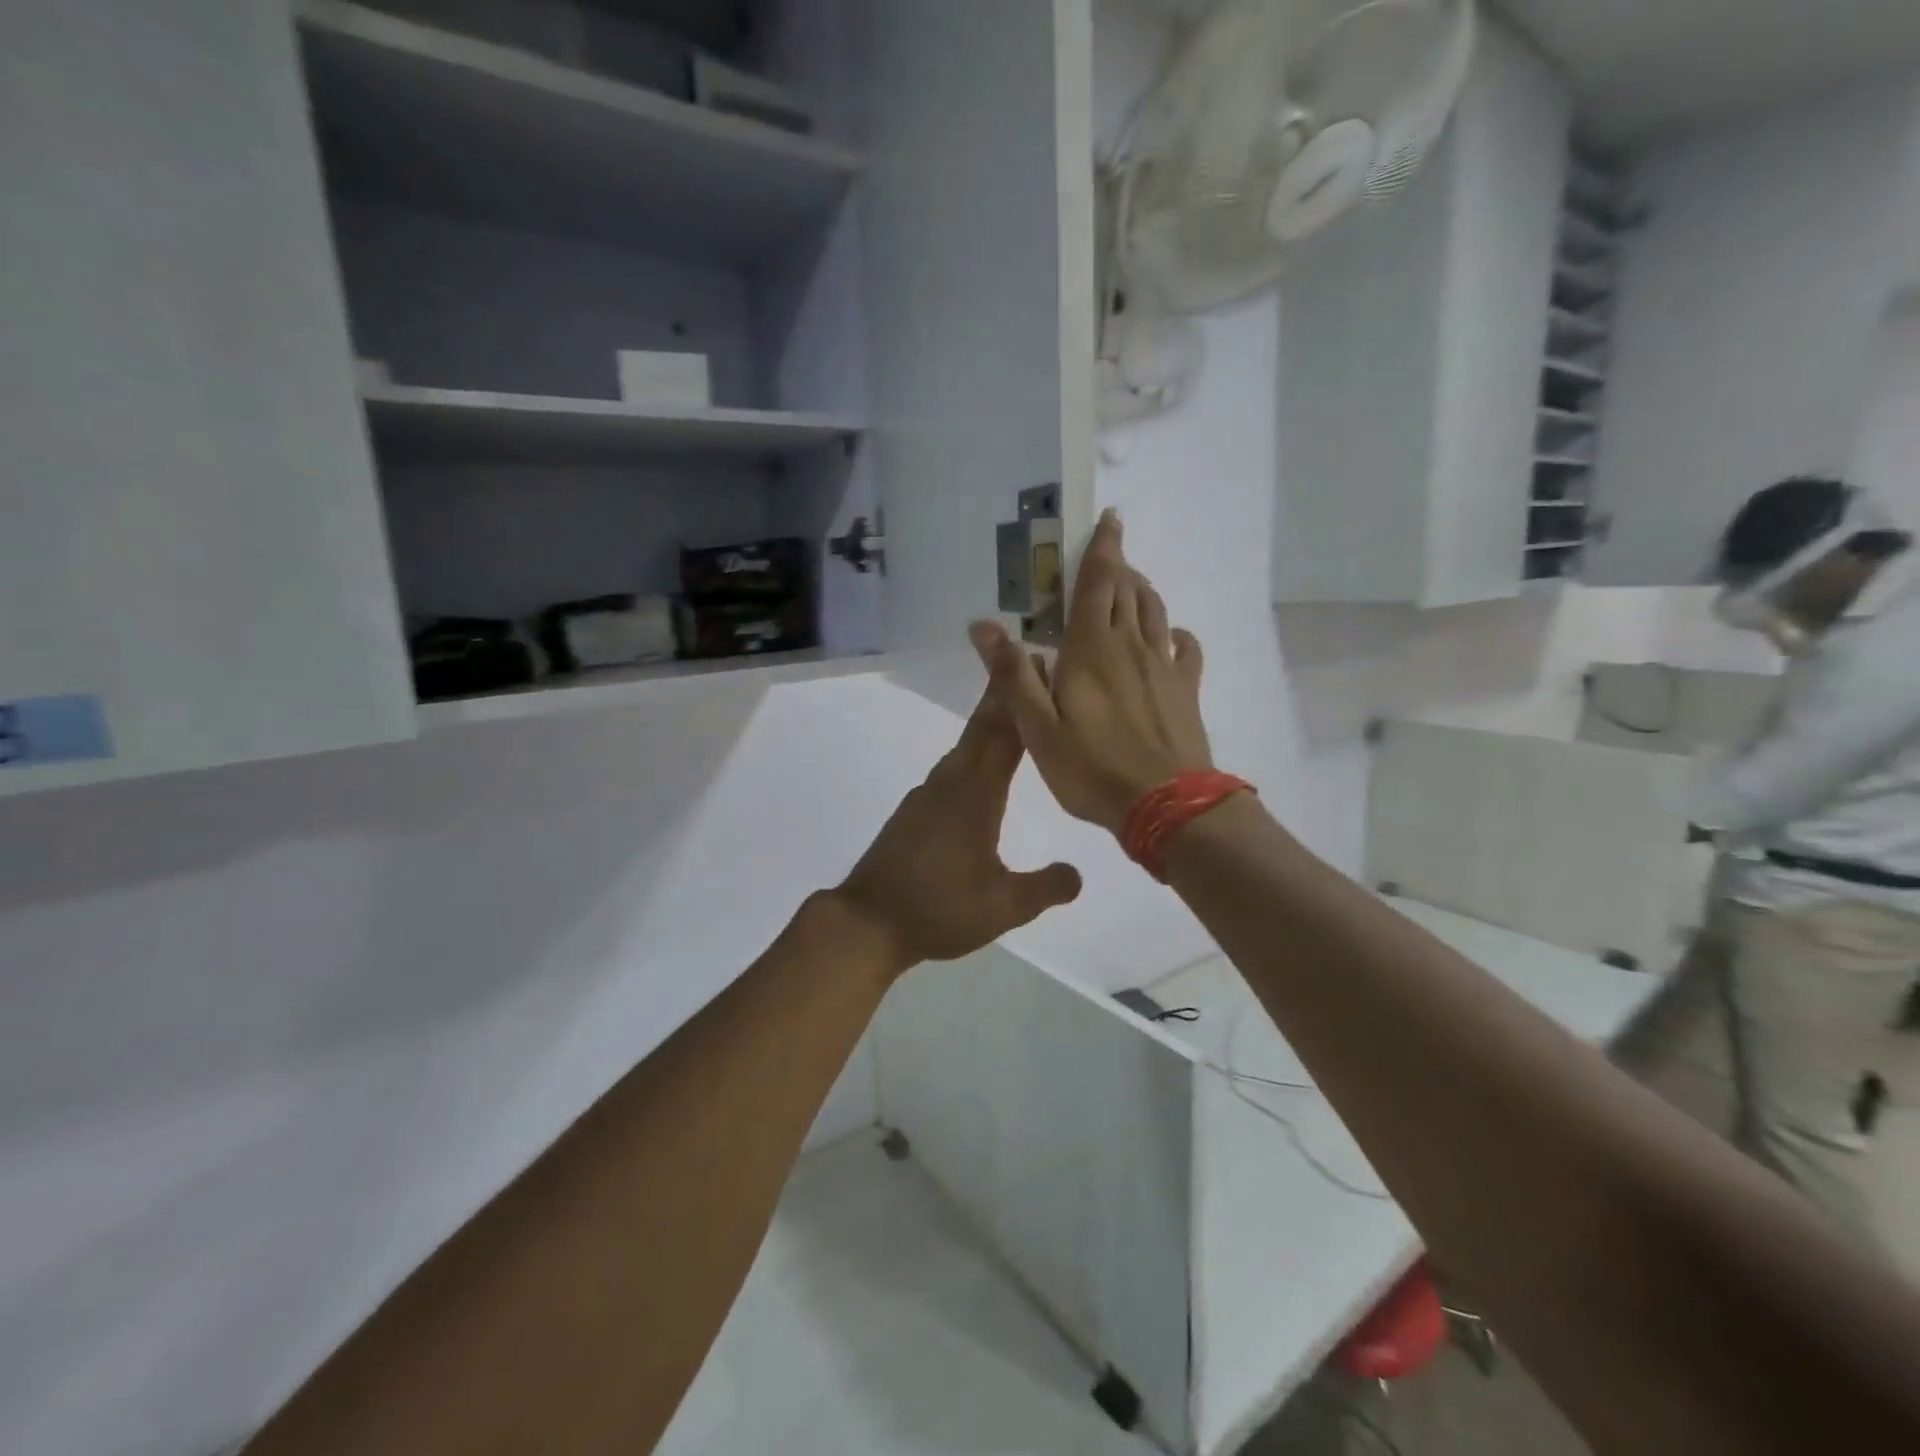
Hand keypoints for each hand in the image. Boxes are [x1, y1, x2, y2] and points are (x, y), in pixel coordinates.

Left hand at [833, 686, 1083, 977]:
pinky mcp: (914, 811)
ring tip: (1012, 710)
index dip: (1022, 700)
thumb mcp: (1002, 907)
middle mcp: (950, 784)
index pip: (1005, 736)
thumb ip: (1044, 888)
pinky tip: (979, 767)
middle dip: (1004, 694)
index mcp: (975, 796)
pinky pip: (951, 768)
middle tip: (1026, 662)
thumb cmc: (938, 909)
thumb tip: (1078, 874)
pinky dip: (972, 752)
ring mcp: (927, 795)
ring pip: (964, 747)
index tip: (1036, 663)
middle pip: (981, 729)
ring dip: (988, 722)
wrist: (867, 921)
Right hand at [970, 509, 1212, 833]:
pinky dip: (1174, 632)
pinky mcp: (1186, 690)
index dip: (1103, 548)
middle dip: (1119, 565)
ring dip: (1142, 590)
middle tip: (1108, 553)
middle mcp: (1131, 646)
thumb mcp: (1038, 728)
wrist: (1166, 805)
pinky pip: (1186, 648)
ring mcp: (1164, 666)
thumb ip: (1012, 675)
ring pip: (1155, 612)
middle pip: (1128, 590)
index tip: (1109, 518)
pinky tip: (1168, 637)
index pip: (1099, 583)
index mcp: (1092, 649)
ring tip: (1130, 584)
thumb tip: (983, 625)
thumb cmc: (1092, 769)